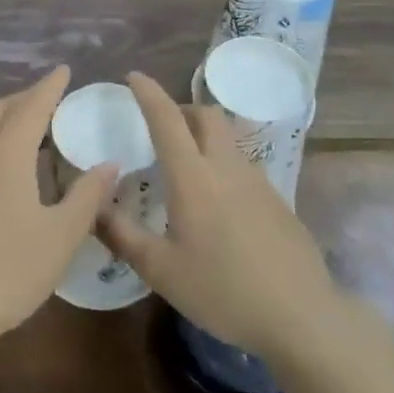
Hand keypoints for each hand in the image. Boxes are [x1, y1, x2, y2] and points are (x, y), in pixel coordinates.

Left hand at [0, 66, 117, 352]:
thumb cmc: (8, 271)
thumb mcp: (61, 237)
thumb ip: (87, 196)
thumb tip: (109, 164)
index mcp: (4, 156)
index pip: (30, 108)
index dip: (49, 87)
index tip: (63, 70)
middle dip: (21, 98)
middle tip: (43, 97)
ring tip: (14, 123)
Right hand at [100, 72, 336, 362]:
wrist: (300, 316)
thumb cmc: (222, 290)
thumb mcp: (160, 270)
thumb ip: (121, 234)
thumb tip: (93, 206)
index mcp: (194, 178)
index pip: (167, 120)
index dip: (149, 93)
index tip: (134, 76)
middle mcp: (227, 168)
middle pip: (207, 116)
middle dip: (182, 109)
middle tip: (161, 126)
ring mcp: (258, 182)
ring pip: (228, 140)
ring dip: (204, 138)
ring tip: (185, 169)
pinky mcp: (278, 201)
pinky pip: (243, 167)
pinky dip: (222, 166)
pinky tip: (217, 206)